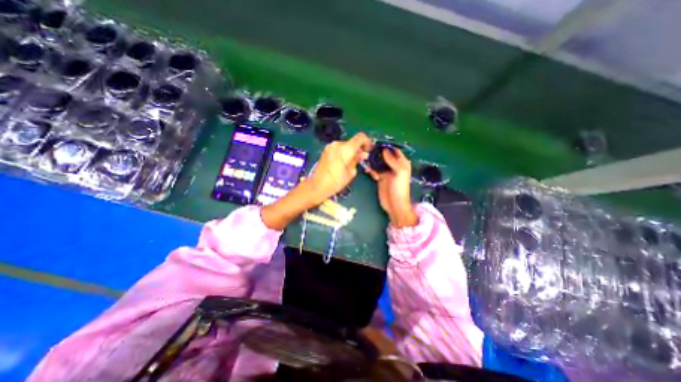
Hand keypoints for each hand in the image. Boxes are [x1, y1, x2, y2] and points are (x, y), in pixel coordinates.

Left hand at [310, 132, 371, 203]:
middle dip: (358, 149)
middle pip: (352, 142)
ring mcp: (330, 147)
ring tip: (352, 163)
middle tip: (361, 159)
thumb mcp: (351, 172)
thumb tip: (362, 154)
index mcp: (345, 149)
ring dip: (351, 151)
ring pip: (345, 145)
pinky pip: (338, 149)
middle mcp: (337, 144)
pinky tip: (343, 163)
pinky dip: (343, 153)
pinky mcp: (326, 150)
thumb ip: (357, 160)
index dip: (367, 141)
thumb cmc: (335, 182)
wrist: (317, 185)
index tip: (369, 149)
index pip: (360, 137)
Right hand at [368, 148, 420, 226]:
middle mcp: (394, 166)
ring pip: (378, 163)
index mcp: (402, 163)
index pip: (395, 151)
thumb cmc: (400, 188)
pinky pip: (374, 170)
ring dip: (372, 161)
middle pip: (385, 156)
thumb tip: (384, 150)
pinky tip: (368, 171)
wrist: (394, 204)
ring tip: (366, 160)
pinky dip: (371, 169)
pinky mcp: (380, 178)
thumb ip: (393, 160)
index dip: (387, 147)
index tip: (377, 144)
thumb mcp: (399, 172)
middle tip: (368, 151)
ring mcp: (386, 172)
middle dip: (377, 153)